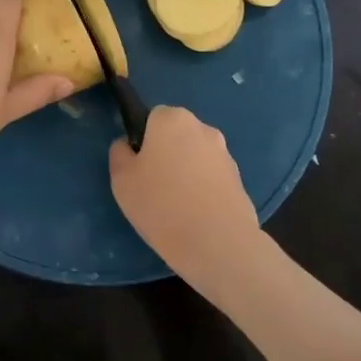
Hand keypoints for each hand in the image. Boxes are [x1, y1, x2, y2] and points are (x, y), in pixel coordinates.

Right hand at [109, 105, 275, 295]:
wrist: (217, 243)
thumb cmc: (161, 205)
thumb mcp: (121, 180)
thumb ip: (120, 153)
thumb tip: (128, 145)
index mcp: (172, 119)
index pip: (152, 117)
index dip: (143, 140)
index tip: (138, 167)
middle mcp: (202, 128)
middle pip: (176, 135)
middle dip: (166, 153)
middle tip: (153, 186)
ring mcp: (225, 153)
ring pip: (195, 156)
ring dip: (186, 171)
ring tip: (176, 206)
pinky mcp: (239, 179)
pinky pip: (211, 177)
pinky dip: (203, 188)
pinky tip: (196, 215)